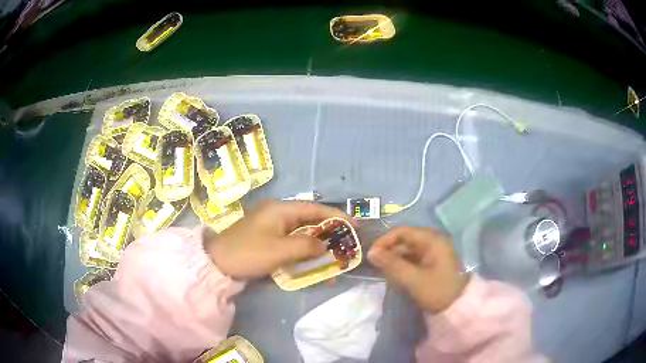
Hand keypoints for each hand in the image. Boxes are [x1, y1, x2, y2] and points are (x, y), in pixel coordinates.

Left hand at [205, 200, 355, 279]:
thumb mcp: (280, 250)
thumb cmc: (249, 253)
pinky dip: (303, 248)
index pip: (315, 208)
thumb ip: (306, 245)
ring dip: (317, 241)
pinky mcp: (266, 237)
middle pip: (309, 218)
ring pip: (301, 230)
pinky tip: (311, 258)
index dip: (337, 216)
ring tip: (333, 252)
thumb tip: (324, 245)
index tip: (355, 225)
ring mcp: (270, 225)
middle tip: (346, 241)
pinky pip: (290, 240)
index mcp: (280, 209)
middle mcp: (277, 212)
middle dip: (329, 230)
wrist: (217, 263)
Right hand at [368, 227, 468, 313]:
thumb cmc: (437, 290)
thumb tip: (371, 252)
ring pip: (407, 250)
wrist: (458, 307)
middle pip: (405, 240)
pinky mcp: (432, 263)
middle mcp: (433, 241)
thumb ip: (392, 264)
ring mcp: (433, 252)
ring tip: (385, 273)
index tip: (371, 255)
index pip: (403, 232)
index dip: (385, 241)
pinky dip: (403, 265)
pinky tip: (396, 276)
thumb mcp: (413, 279)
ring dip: (395, 260)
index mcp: (432, 240)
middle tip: (376, 266)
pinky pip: (413, 259)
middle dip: (389, 252)